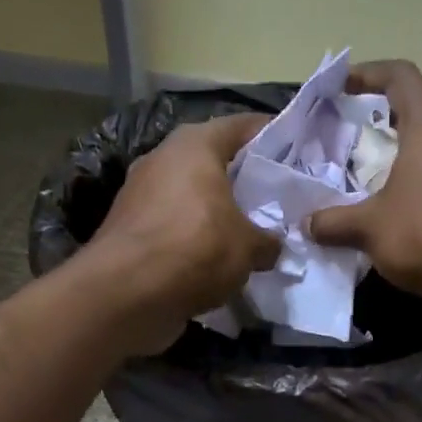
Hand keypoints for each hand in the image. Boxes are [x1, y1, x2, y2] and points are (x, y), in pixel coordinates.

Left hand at [84, 113, 280, 353]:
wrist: (125, 294)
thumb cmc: (195, 250)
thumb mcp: (248, 247)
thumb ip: (267, 241)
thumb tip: (272, 246)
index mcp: (195, 144)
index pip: (242, 126)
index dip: (272, 137)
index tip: (296, 154)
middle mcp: (163, 158)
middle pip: (213, 161)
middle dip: (243, 180)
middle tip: (275, 200)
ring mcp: (140, 194)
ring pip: (191, 197)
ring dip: (216, 213)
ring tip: (248, 234)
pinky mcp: (129, 230)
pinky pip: (173, 227)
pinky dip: (193, 240)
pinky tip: (214, 262)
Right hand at [305, 60, 421, 327]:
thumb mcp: (370, 227)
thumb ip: (334, 222)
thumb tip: (306, 224)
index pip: (401, 77)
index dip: (369, 74)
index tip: (341, 87)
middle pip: (413, 118)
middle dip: (377, 129)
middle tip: (342, 147)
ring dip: (392, 169)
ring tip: (357, 189)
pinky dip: (408, 199)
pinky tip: (384, 224)